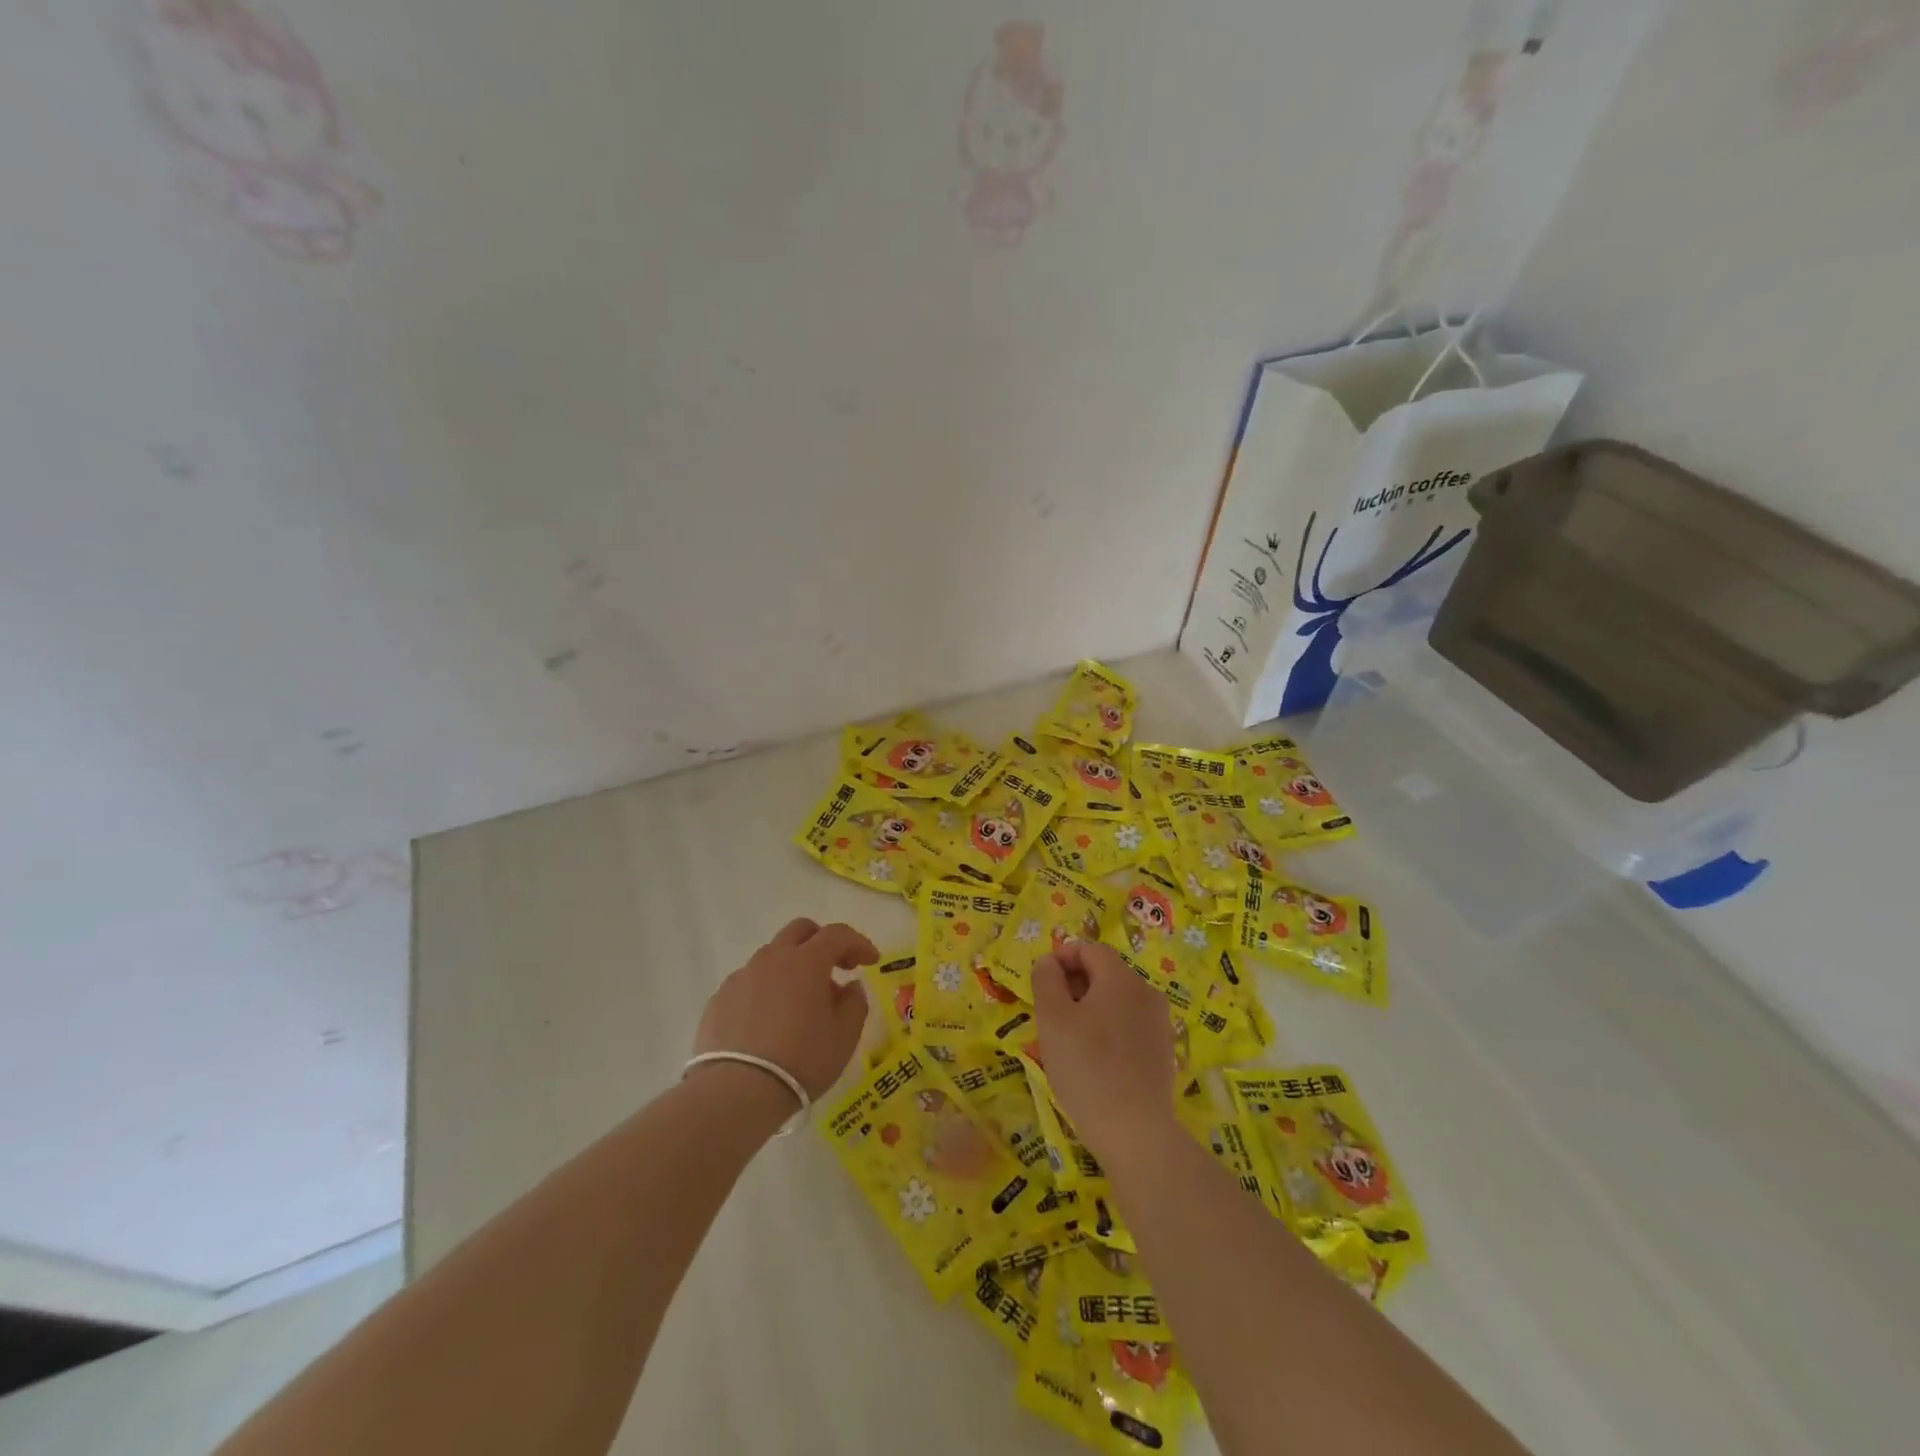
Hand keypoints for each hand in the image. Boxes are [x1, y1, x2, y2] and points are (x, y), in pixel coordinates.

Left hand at [693, 919, 876, 1099]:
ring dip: (792, 968)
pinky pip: (750, 983)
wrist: (736, 1092)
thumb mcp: (844, 1036)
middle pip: (800, 931)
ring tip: (801, 1003)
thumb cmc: (801, 1060)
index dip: (858, 943)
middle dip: (822, 942)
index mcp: (806, 961)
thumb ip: (855, 1003)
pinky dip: (766, 991)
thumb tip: (850, 987)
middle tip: (836, 968)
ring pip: (772, 957)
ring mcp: (742, 976)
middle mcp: (772, 958)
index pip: (837, 934)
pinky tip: (769, 1021)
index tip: (871, 961)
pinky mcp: (719, 999)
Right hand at [1031, 939, 1177, 1165]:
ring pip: (1117, 1000)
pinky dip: (1108, 1029)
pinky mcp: (1163, 1051)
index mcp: (1121, 978)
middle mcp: (1147, 992)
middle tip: (1050, 1012)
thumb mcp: (1052, 1019)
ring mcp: (1160, 1023)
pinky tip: (1094, 1060)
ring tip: (1068, 1038)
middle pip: (1106, 972)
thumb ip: (1046, 980)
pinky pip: (1130, 1025)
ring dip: (1090, 1008)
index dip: (1062, 957)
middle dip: (1075, 983)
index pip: (1090, 949)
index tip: (1041, 981)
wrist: (1135, 1132)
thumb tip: (1049, 962)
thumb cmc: (1087, 1067)